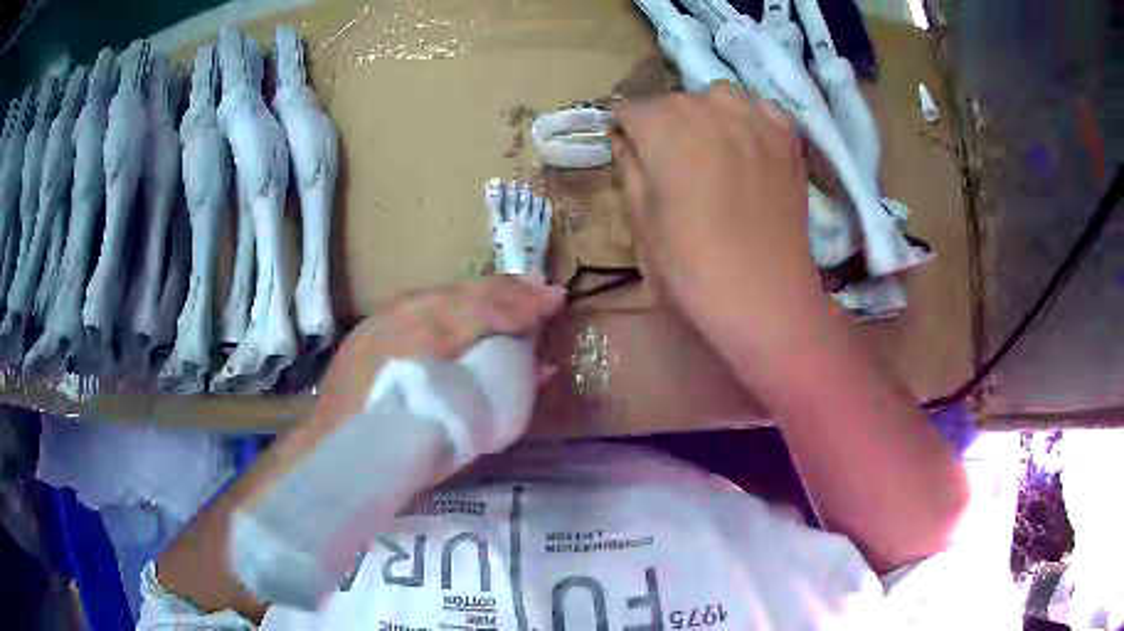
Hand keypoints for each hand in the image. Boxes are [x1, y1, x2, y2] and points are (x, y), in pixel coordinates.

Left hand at [311, 276, 564, 431]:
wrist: (340, 454)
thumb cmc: (405, 454)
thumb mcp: (463, 432)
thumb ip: (503, 393)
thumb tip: (543, 368)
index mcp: (426, 347)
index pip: (484, 312)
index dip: (523, 305)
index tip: (555, 300)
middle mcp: (404, 320)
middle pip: (466, 295)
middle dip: (509, 289)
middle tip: (543, 286)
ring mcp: (383, 318)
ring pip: (442, 293)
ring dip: (480, 291)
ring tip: (512, 287)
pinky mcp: (371, 324)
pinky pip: (420, 302)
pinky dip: (450, 300)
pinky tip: (464, 302)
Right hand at [612, 85, 825, 347]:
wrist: (763, 295)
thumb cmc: (691, 266)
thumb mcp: (642, 220)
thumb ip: (631, 168)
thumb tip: (626, 141)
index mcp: (666, 130)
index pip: (631, 108)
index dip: (625, 130)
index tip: (629, 151)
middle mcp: (710, 110)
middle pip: (675, 99)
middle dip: (663, 122)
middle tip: (668, 158)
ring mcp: (755, 120)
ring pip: (719, 95)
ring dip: (706, 112)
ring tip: (709, 144)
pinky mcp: (787, 138)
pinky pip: (761, 108)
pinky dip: (748, 118)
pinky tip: (747, 143)